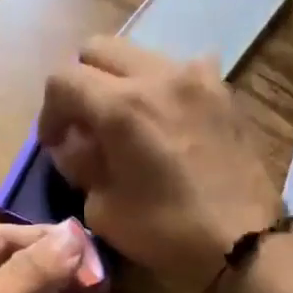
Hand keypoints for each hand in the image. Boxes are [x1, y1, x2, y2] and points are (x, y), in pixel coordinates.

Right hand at [39, 37, 283, 289]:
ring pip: (140, 56)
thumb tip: (73, 141)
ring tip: (127, 124)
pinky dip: (161, 89)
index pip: (63, 79)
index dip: (49, 111)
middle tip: (85, 124)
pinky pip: (179, 71)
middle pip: (99, 50)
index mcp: (122, 106)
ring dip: (121, 82)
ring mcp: (197, 77)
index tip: (55, 143)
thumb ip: (80, 163)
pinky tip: (166, 122)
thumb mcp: (102, 208)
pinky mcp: (223, 90)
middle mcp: (158, 75)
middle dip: (82, 84)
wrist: (244, 242)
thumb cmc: (166, 232)